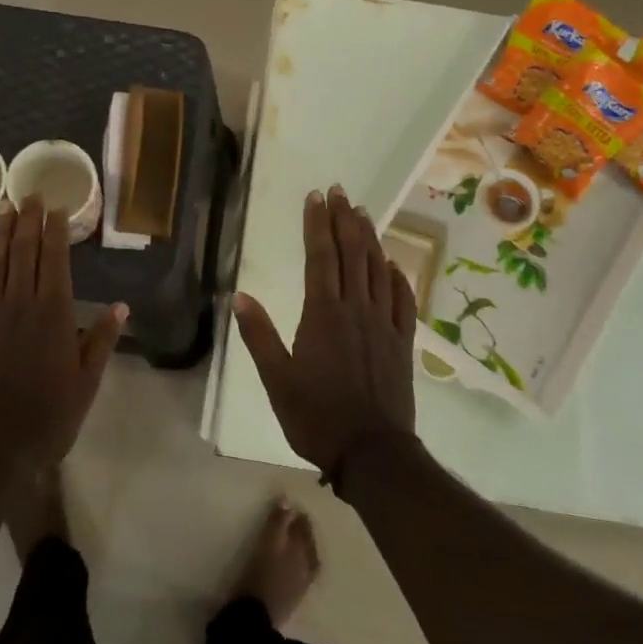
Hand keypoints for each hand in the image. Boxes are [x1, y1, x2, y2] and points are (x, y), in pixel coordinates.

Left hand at [0, 197, 125, 475]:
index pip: (54, 260)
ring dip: (3, 236)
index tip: (55, 206)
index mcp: (53, 313)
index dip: (55, 231)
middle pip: (24, 254)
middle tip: (29, 194)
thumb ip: (101, 340)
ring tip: (5, 209)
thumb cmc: (49, 415)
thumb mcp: (87, 381)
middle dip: (28, 222)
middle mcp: (21, 305)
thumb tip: (121, 306)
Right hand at [233, 185, 417, 478]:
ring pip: (379, 270)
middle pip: (352, 254)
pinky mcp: (403, 342)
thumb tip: (238, 295)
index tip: (316, 197)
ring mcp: (384, 324)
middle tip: (340, 191)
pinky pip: (403, 301)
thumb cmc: (316, 416)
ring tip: (363, 214)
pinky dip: (399, 277)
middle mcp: (356, 309)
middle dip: (344, 220)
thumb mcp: (276, 379)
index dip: (317, 224)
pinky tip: (394, 264)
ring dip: (371, 239)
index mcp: (323, 314)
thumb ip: (258, 335)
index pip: (320, 257)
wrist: (372, 452)